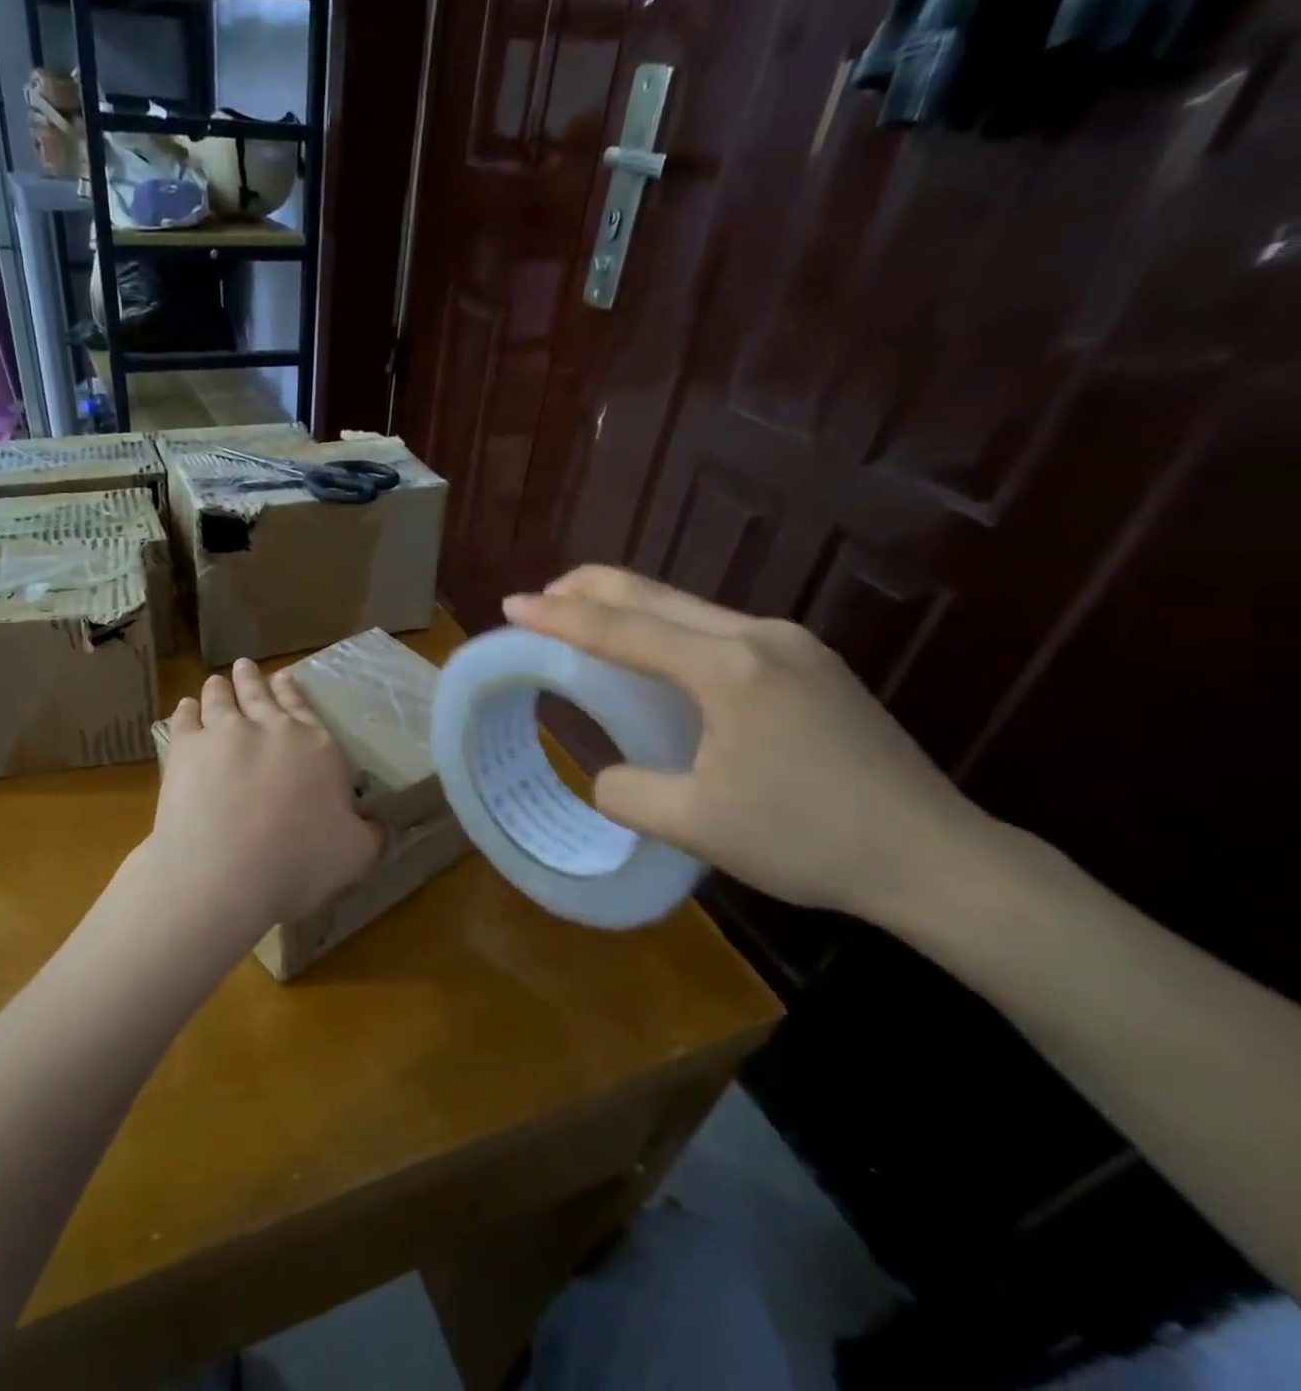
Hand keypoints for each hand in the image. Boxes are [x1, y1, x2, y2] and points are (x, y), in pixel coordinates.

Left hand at [142, 659, 382, 941]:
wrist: (227, 871)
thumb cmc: (300, 863)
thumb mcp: (356, 855)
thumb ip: (373, 836)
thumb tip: (387, 828)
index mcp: (316, 747)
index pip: (305, 710)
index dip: (294, 693)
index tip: (285, 677)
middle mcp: (272, 728)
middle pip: (260, 695)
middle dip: (253, 679)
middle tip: (245, 666)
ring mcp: (225, 732)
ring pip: (221, 699)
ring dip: (220, 688)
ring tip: (216, 680)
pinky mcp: (186, 748)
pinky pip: (185, 720)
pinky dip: (185, 710)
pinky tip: (185, 707)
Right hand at [502, 566, 997, 929]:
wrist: (936, 857)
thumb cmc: (809, 839)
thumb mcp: (696, 824)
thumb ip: (628, 791)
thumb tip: (608, 774)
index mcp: (728, 668)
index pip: (623, 629)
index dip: (559, 617)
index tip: (511, 604)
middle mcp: (760, 637)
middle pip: (657, 595)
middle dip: (590, 589)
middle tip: (540, 599)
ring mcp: (793, 646)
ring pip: (689, 607)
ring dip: (631, 609)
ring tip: (586, 622)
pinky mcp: (812, 665)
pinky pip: (718, 630)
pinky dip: (668, 631)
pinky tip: (658, 658)